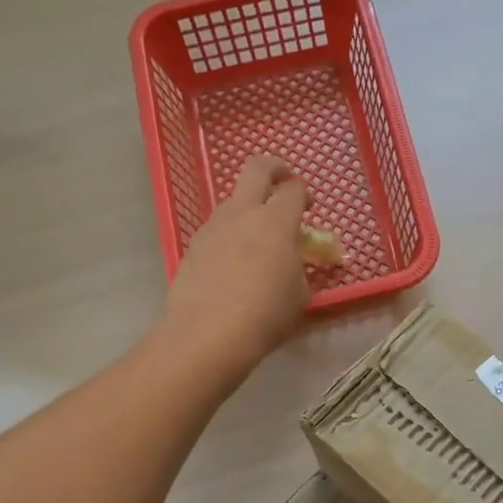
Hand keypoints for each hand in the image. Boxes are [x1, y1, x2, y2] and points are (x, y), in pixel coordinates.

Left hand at [165, 156, 310, 371]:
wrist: (209, 334)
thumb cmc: (266, 315)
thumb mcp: (300, 296)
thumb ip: (301, 271)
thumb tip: (295, 265)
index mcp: (276, 221)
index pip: (293, 189)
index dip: (303, 193)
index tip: (308, 206)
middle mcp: (243, 213)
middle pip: (256, 169)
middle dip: (274, 168)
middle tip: (283, 181)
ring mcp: (213, 227)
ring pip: (233, 201)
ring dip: (248, 208)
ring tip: (258, 239)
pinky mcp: (193, 246)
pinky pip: (217, 229)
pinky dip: (230, 235)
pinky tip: (233, 264)